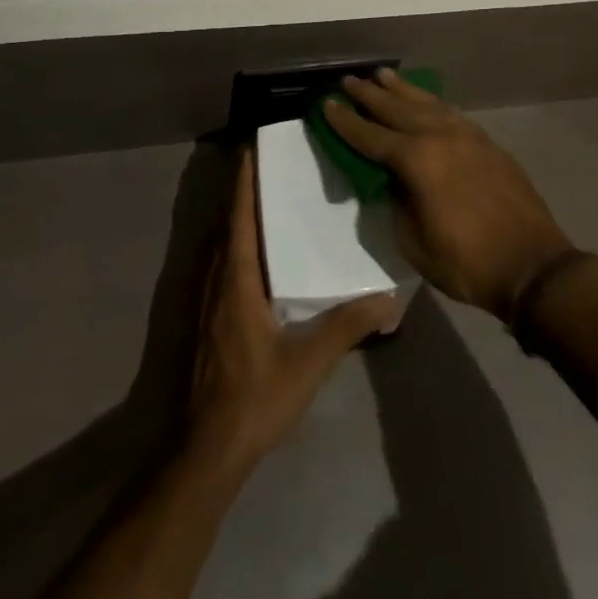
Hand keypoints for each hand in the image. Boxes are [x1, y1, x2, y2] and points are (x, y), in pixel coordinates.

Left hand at [188, 147, 397, 469]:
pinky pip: (224, 267)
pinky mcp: (210, 322)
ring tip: (270, 201)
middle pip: (229, 225)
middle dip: (244, 193)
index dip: (243, 182)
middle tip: (273, 167)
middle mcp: (217, 283)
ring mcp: (209, 304)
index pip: (239, 218)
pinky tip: (264, 256)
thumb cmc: (255, 398)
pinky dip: (239, 246)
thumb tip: (389, 299)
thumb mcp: (308, 362)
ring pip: (224, 247)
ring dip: (240, 219)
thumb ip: (347, 327)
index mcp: (237, 281)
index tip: (252, 148)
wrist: (208, 450)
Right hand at [323, 69, 572, 322]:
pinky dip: (432, 103)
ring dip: (402, 90)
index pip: (370, 136)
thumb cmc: (466, 262)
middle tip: (349, 80)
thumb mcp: (414, 242)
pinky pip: (451, 113)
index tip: (326, 104)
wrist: (532, 265)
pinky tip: (426, 100)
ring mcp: (467, 137)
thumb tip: (393, 180)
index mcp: (417, 161)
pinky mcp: (487, 143)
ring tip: (382, 75)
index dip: (346, 122)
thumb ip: (397, 203)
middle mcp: (440, 137)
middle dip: (370, 95)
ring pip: (427, 104)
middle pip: (397, 110)